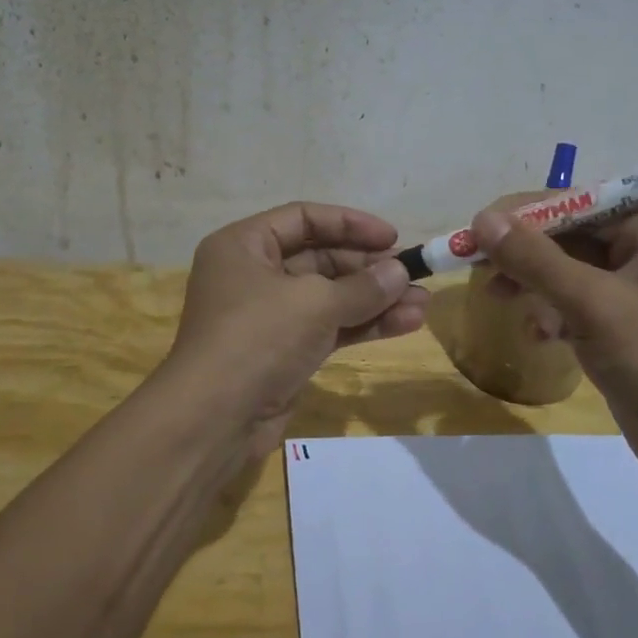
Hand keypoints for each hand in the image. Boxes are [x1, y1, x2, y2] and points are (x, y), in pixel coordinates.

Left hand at [164, 203, 430, 453]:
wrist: (215, 419)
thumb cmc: (257, 339)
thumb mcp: (314, 303)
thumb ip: (362, 286)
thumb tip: (399, 272)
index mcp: (244, 245)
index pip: (303, 218)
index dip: (350, 224)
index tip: (393, 237)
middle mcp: (253, 275)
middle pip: (320, 258)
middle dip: (369, 269)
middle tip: (413, 275)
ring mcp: (269, 316)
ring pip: (330, 297)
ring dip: (375, 300)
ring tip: (422, 304)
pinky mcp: (284, 352)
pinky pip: (329, 327)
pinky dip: (363, 325)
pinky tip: (405, 324)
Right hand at [471, 204, 637, 492]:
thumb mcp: (593, 305)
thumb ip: (536, 260)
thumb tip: (482, 219)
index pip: (581, 205)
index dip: (526, 214)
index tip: (477, 227)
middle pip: (572, 239)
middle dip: (526, 255)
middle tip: (477, 266)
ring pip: (569, 275)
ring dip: (534, 286)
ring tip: (496, 298)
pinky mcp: (625, 331)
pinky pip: (577, 307)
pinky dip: (552, 315)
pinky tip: (539, 336)